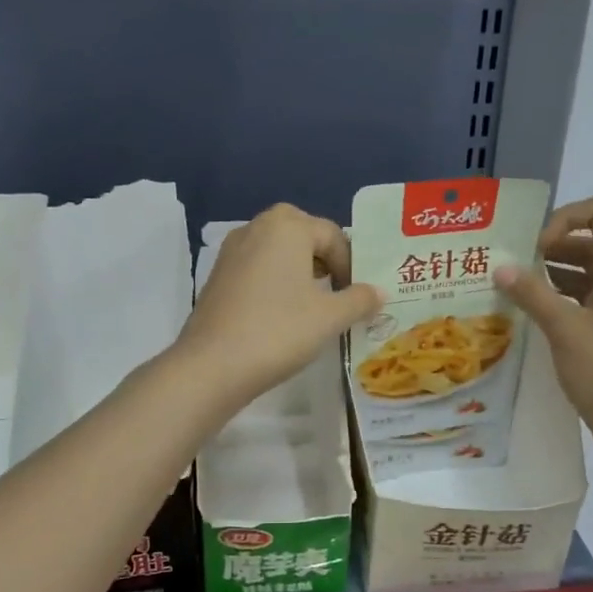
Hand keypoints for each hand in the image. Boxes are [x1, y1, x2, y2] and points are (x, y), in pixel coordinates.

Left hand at [178, 204, 382, 411]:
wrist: (212, 365)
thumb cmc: (279, 331)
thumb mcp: (329, 317)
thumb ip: (359, 300)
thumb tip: (379, 292)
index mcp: (287, 226)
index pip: (333, 235)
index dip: (351, 264)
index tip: (357, 296)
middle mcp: (256, 227)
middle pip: (302, 235)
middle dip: (324, 261)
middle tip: (338, 292)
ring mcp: (231, 251)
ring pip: (277, 251)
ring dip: (299, 272)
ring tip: (312, 305)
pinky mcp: (217, 276)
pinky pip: (256, 268)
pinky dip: (274, 282)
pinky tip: (280, 314)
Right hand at [496, 195, 592, 465]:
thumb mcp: (564, 328)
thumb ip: (531, 292)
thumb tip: (502, 267)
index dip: (566, 218)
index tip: (537, 249)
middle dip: (554, 246)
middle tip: (517, 268)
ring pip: (591, 271)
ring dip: (556, 274)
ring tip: (519, 291)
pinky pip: (592, 299)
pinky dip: (565, 298)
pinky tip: (537, 317)